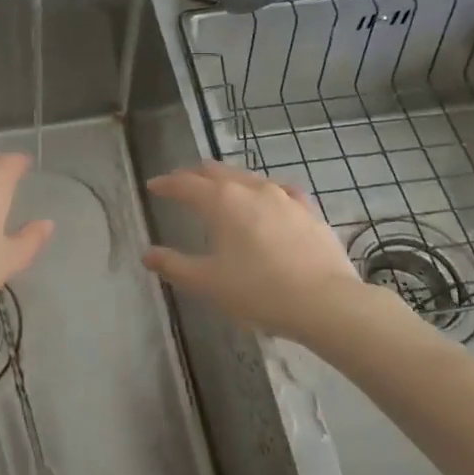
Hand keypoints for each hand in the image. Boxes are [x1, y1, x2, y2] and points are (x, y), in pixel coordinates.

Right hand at [142, 162, 363, 344]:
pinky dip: (264, 191)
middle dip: (195, 175)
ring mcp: (283, 197)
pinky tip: (269, 198)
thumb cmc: (258, 291)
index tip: (153, 186)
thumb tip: (148, 254)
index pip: (185, 184)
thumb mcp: (208, 283)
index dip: (166, 184)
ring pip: (248, 177)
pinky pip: (281, 191)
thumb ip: (174, 265)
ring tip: (220, 188)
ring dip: (228, 179)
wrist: (325, 302)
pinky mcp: (308, 210)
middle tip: (182, 183)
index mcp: (221, 202)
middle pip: (216, 171)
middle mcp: (251, 189)